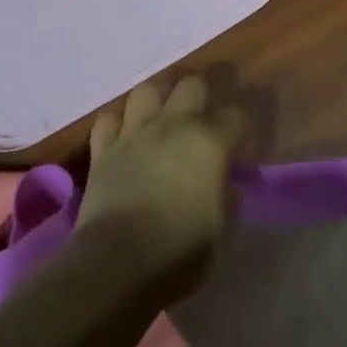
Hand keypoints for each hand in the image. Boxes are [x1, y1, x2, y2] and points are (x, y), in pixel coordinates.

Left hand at [78, 75, 249, 303]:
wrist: (117, 262)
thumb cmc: (180, 250)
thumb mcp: (222, 230)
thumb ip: (228, 199)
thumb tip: (227, 185)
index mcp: (211, 142)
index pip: (237, 115)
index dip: (243, 128)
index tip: (242, 147)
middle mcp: (175, 125)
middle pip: (193, 84)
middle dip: (202, 94)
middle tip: (203, 117)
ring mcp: (136, 133)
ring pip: (148, 89)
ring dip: (158, 96)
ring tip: (163, 113)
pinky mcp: (104, 149)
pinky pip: (108, 118)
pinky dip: (117, 122)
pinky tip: (124, 133)